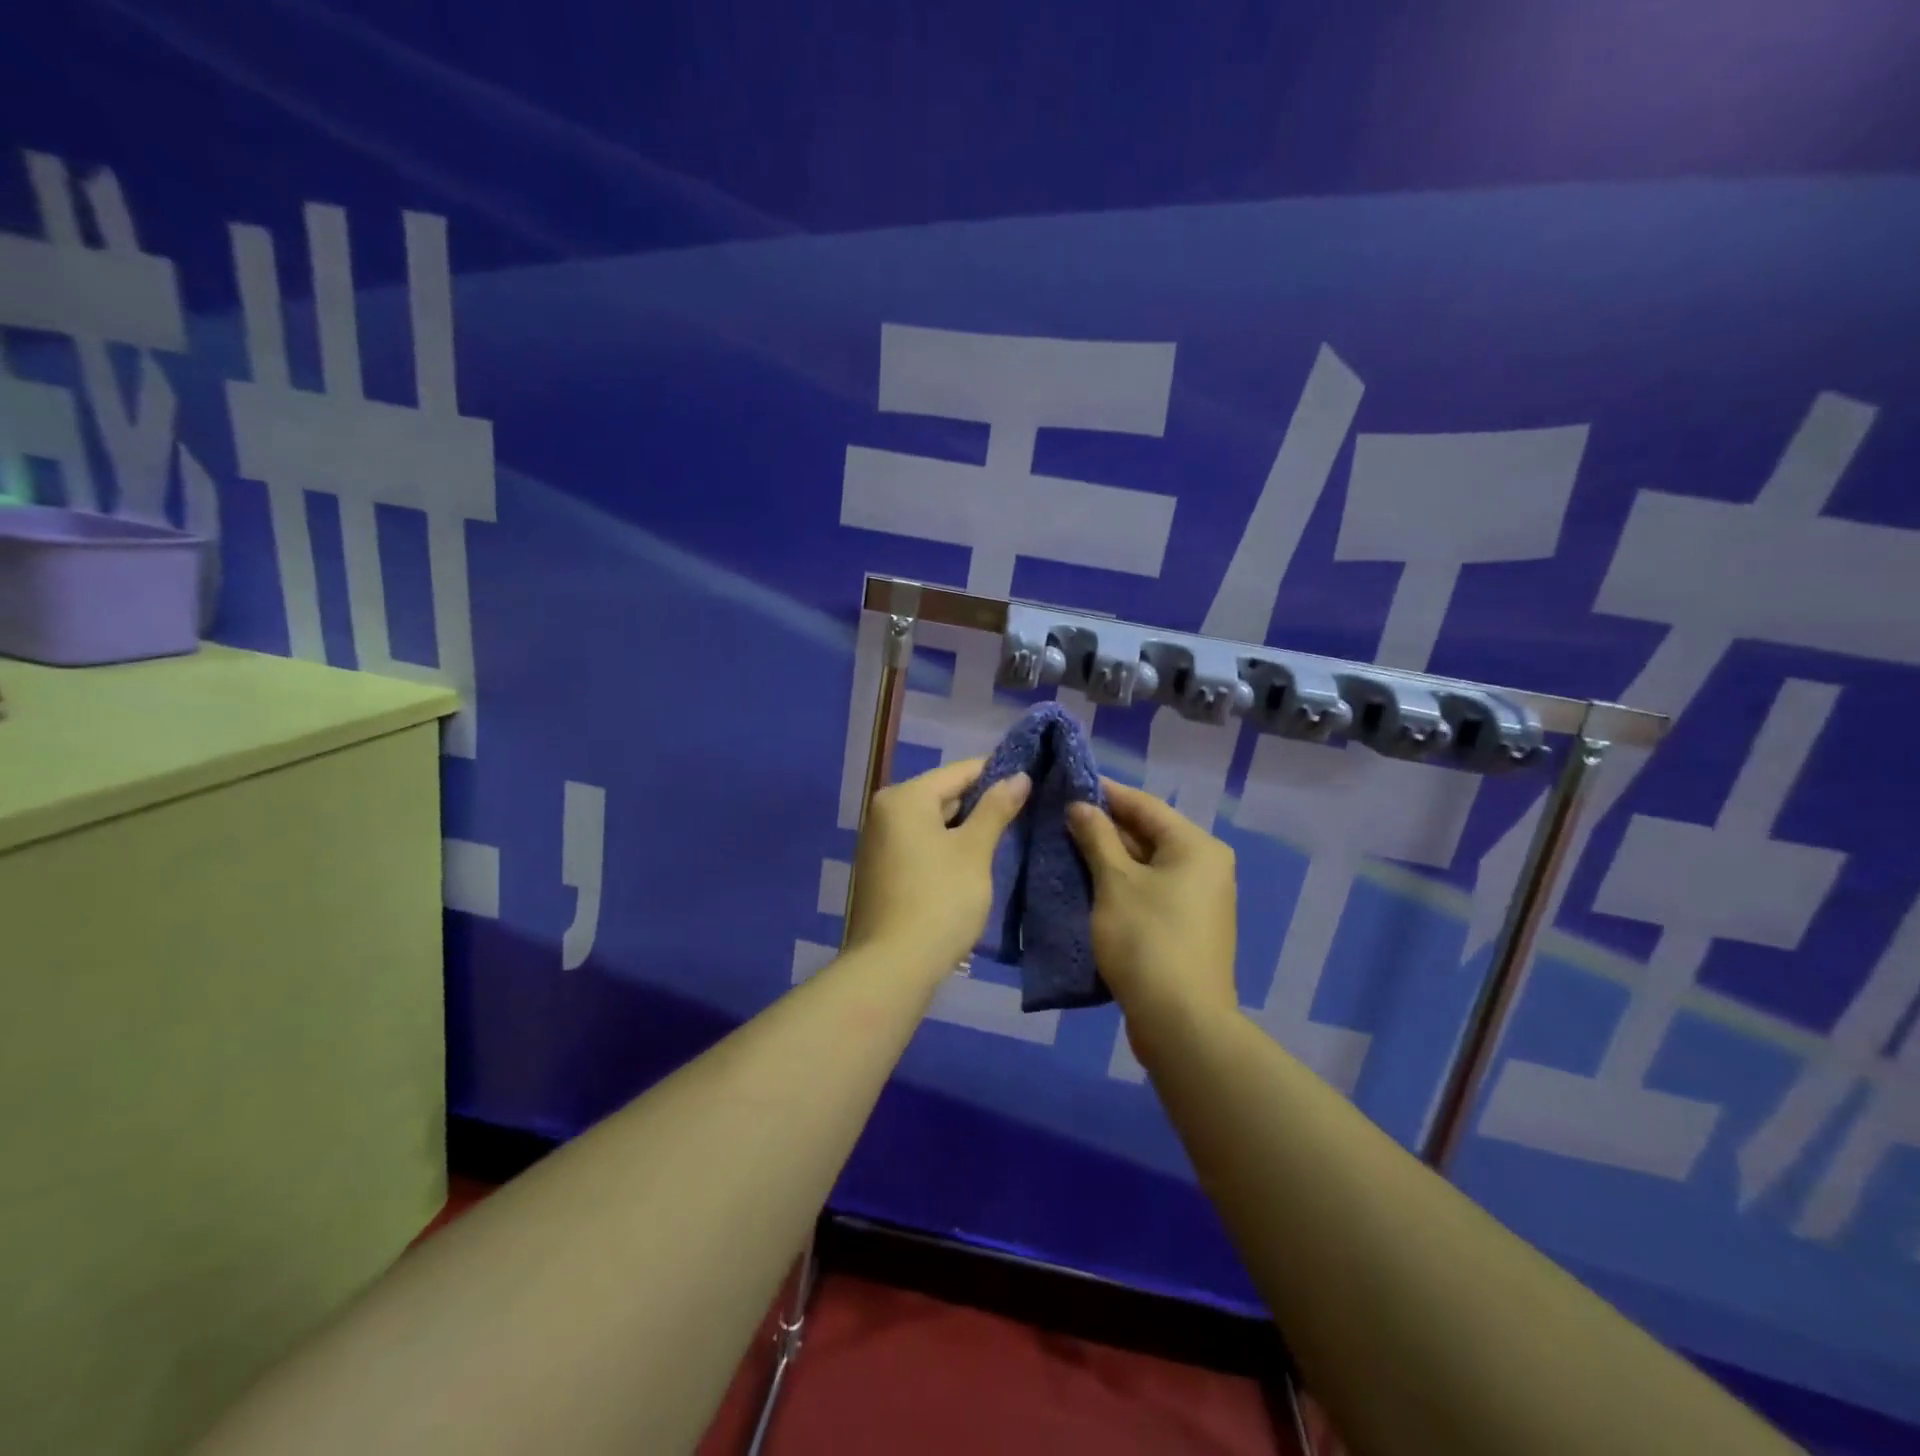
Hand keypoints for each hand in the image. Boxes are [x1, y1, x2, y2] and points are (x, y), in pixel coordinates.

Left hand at [843, 758, 1030, 979]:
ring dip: (966, 828)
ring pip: (933, 822)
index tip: (1033, 778)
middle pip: (944, 795)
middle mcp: (885, 811)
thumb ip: (996, 809)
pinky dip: (947, 847)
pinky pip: (921, 844)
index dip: (998, 773)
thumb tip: (1019, 776)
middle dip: (982, 803)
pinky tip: (974, 861)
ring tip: (1007, 835)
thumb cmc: (940, 900)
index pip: (959, 772)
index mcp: (905, 798)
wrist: (893, 967)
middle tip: (1025, 810)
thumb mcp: (975, 852)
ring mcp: (879, 842)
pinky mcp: (882, 870)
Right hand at [1067, 781, 1238, 1032]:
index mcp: (1196, 846)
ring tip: (1066, 847)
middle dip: (1104, 827)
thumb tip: (1080, 806)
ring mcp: (1199, 899)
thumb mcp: (1115, 882)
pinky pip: (1151, 891)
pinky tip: (1088, 884)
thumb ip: (1096, 837)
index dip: (1104, 793)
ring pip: (1147, 865)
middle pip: (1148, 833)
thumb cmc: (1147, 939)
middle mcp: (1206, 866)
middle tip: (1060, 818)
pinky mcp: (1187, 927)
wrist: (1181, 1021)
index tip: (1067, 784)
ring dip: (1109, 857)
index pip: (1144, 804)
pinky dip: (1122, 884)